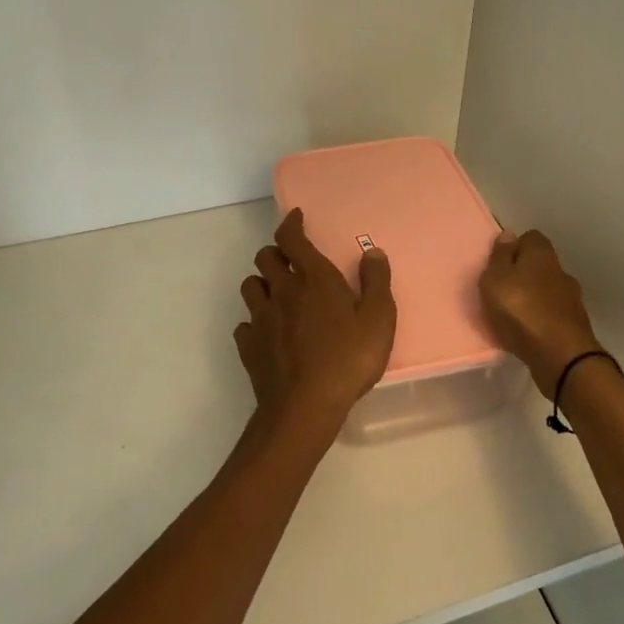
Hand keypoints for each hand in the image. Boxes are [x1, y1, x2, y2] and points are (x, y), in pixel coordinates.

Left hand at [234, 208, 396, 431]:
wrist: (305, 406)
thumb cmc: (348, 358)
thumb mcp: (378, 319)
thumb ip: (376, 282)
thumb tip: (373, 252)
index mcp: (313, 278)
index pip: (292, 238)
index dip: (291, 223)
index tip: (295, 217)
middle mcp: (282, 291)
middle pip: (265, 258)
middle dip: (275, 253)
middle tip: (290, 261)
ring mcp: (261, 319)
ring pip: (250, 287)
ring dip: (262, 284)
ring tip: (277, 294)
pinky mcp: (249, 347)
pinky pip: (245, 325)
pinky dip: (254, 323)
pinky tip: (267, 333)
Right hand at [479, 229, 601, 399]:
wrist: (560, 356)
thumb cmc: (521, 310)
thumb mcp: (496, 278)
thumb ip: (500, 256)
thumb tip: (509, 234)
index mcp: (542, 254)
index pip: (530, 238)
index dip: (513, 248)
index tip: (498, 267)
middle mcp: (561, 271)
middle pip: (540, 265)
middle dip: (523, 276)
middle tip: (501, 293)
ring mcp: (572, 300)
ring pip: (547, 291)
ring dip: (532, 300)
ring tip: (512, 317)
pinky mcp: (575, 326)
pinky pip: (552, 316)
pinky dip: (541, 321)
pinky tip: (528, 333)